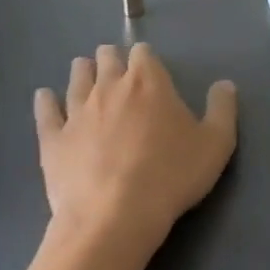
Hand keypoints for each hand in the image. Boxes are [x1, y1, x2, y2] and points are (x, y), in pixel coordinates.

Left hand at [34, 43, 236, 254]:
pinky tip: (45, 96)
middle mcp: (110, 87)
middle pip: (106, 58)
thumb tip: (225, 84)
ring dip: (82, 71)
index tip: (148, 68)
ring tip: (84, 71)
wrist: (115, 216)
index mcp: (148, 82)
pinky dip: (46, 101)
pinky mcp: (53, 138)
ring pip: (77, 78)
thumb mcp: (216, 145)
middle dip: (111, 59)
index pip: (143, 53)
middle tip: (115, 67)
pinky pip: (46, 111)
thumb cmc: (171, 176)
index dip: (145, 58)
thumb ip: (222, 109)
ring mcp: (77, 111)